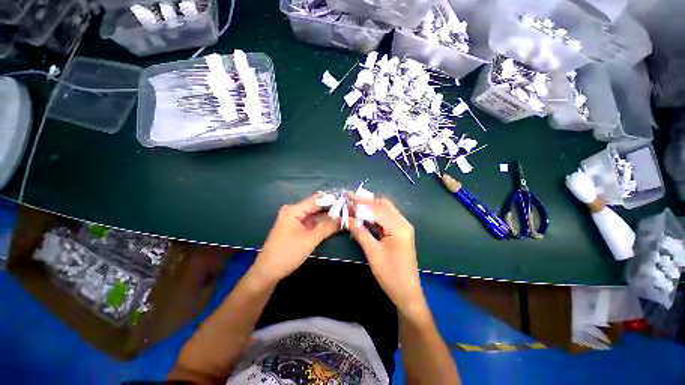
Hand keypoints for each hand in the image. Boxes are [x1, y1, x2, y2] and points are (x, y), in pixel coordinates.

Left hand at [252, 193, 339, 283]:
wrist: (268, 272)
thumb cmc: (287, 254)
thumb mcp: (310, 240)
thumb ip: (327, 227)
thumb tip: (344, 218)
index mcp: (294, 210)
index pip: (317, 200)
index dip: (333, 201)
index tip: (348, 203)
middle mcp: (294, 211)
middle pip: (316, 206)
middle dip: (332, 209)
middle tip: (349, 211)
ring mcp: (295, 220)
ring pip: (315, 215)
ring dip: (329, 217)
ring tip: (345, 216)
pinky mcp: (296, 228)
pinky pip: (312, 223)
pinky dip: (322, 224)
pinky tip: (334, 224)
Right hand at [348, 195, 428, 321]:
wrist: (407, 293)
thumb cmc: (390, 273)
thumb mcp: (372, 251)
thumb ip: (359, 231)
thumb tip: (346, 217)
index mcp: (398, 226)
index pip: (377, 209)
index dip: (360, 202)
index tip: (347, 197)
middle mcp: (402, 223)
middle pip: (383, 205)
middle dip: (366, 202)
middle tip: (351, 201)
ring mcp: (402, 227)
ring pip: (385, 211)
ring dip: (370, 208)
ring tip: (355, 207)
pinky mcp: (400, 233)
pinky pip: (386, 219)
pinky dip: (375, 216)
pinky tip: (364, 218)